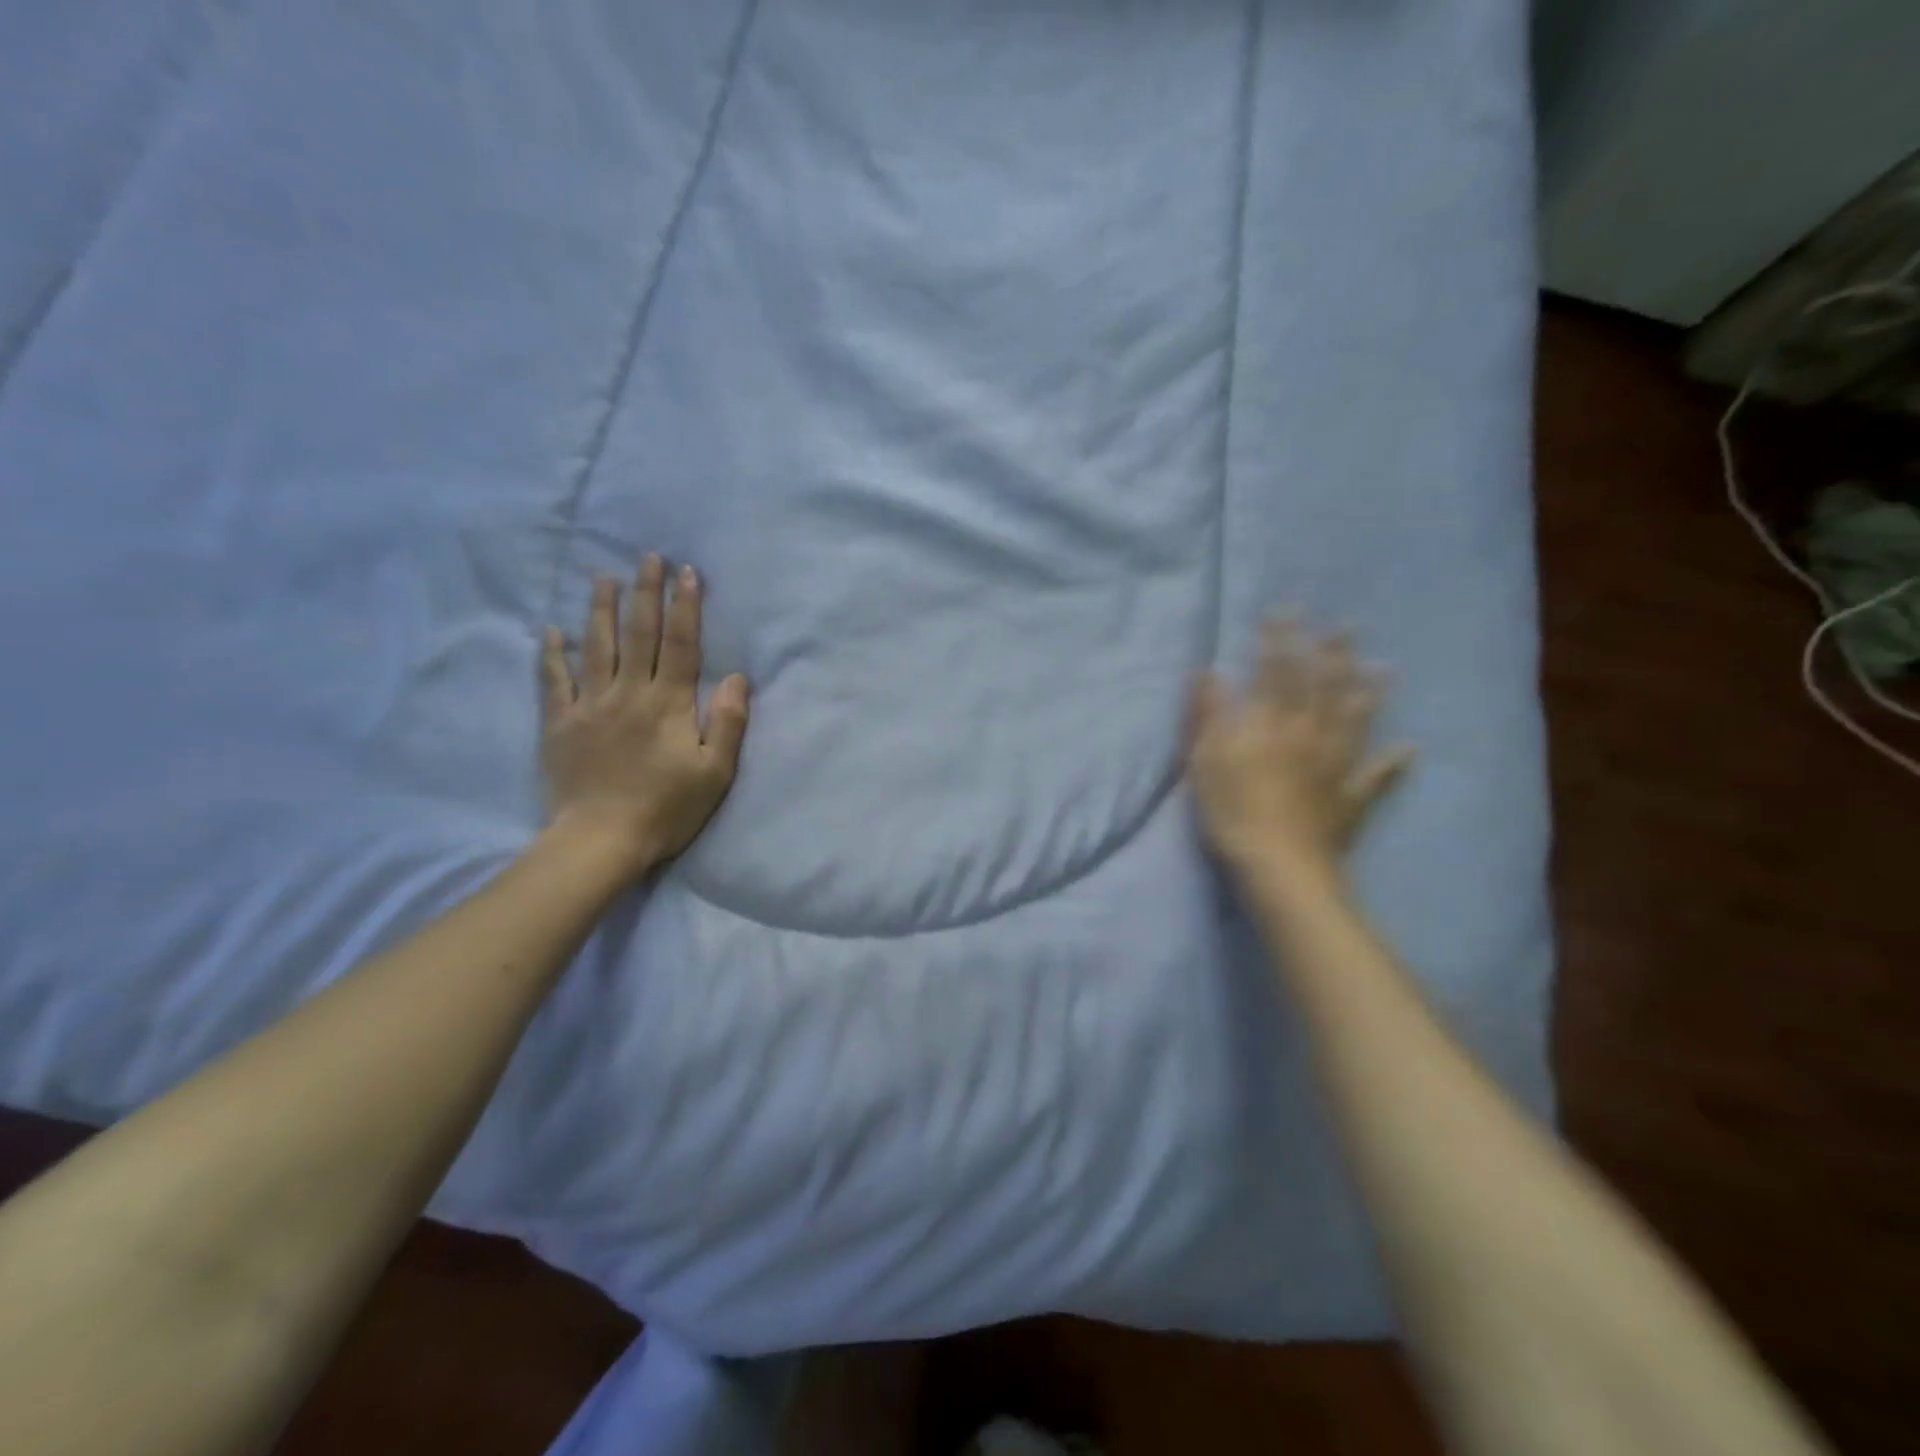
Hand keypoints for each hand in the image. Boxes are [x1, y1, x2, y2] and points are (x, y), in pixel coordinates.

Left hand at [540, 554, 749, 877]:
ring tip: (604, 577)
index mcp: (670, 704)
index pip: (681, 645)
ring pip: (597, 647)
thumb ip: (729, 723)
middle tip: (647, 557)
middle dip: (645, 593)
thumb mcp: (715, 772)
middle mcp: (630, 693)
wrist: (601, 839)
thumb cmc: (667, 808)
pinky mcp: (561, 723)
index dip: (685, 607)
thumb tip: (738, 677)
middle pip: (639, 634)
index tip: (687, 573)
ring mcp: (591, 705)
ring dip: (601, 609)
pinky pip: (554, 681)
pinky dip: (552, 654)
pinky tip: (552, 630)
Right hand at [1187, 618, 1411, 877]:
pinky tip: (1411, 749)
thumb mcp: (1205, 760)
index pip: (1274, 672)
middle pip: (1322, 688)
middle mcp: (1308, 735)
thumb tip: (1208, 672)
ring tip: (1384, 668)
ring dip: (1369, 693)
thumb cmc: (1232, 811)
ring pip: (1355, 721)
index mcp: (1270, 724)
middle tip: (1344, 627)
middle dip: (1330, 654)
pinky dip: (1394, 763)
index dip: (1278, 641)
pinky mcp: (1351, 799)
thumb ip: (1208, 714)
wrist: (1279, 866)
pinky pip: (1377, 777)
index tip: (1284, 612)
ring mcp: (1336, 766)